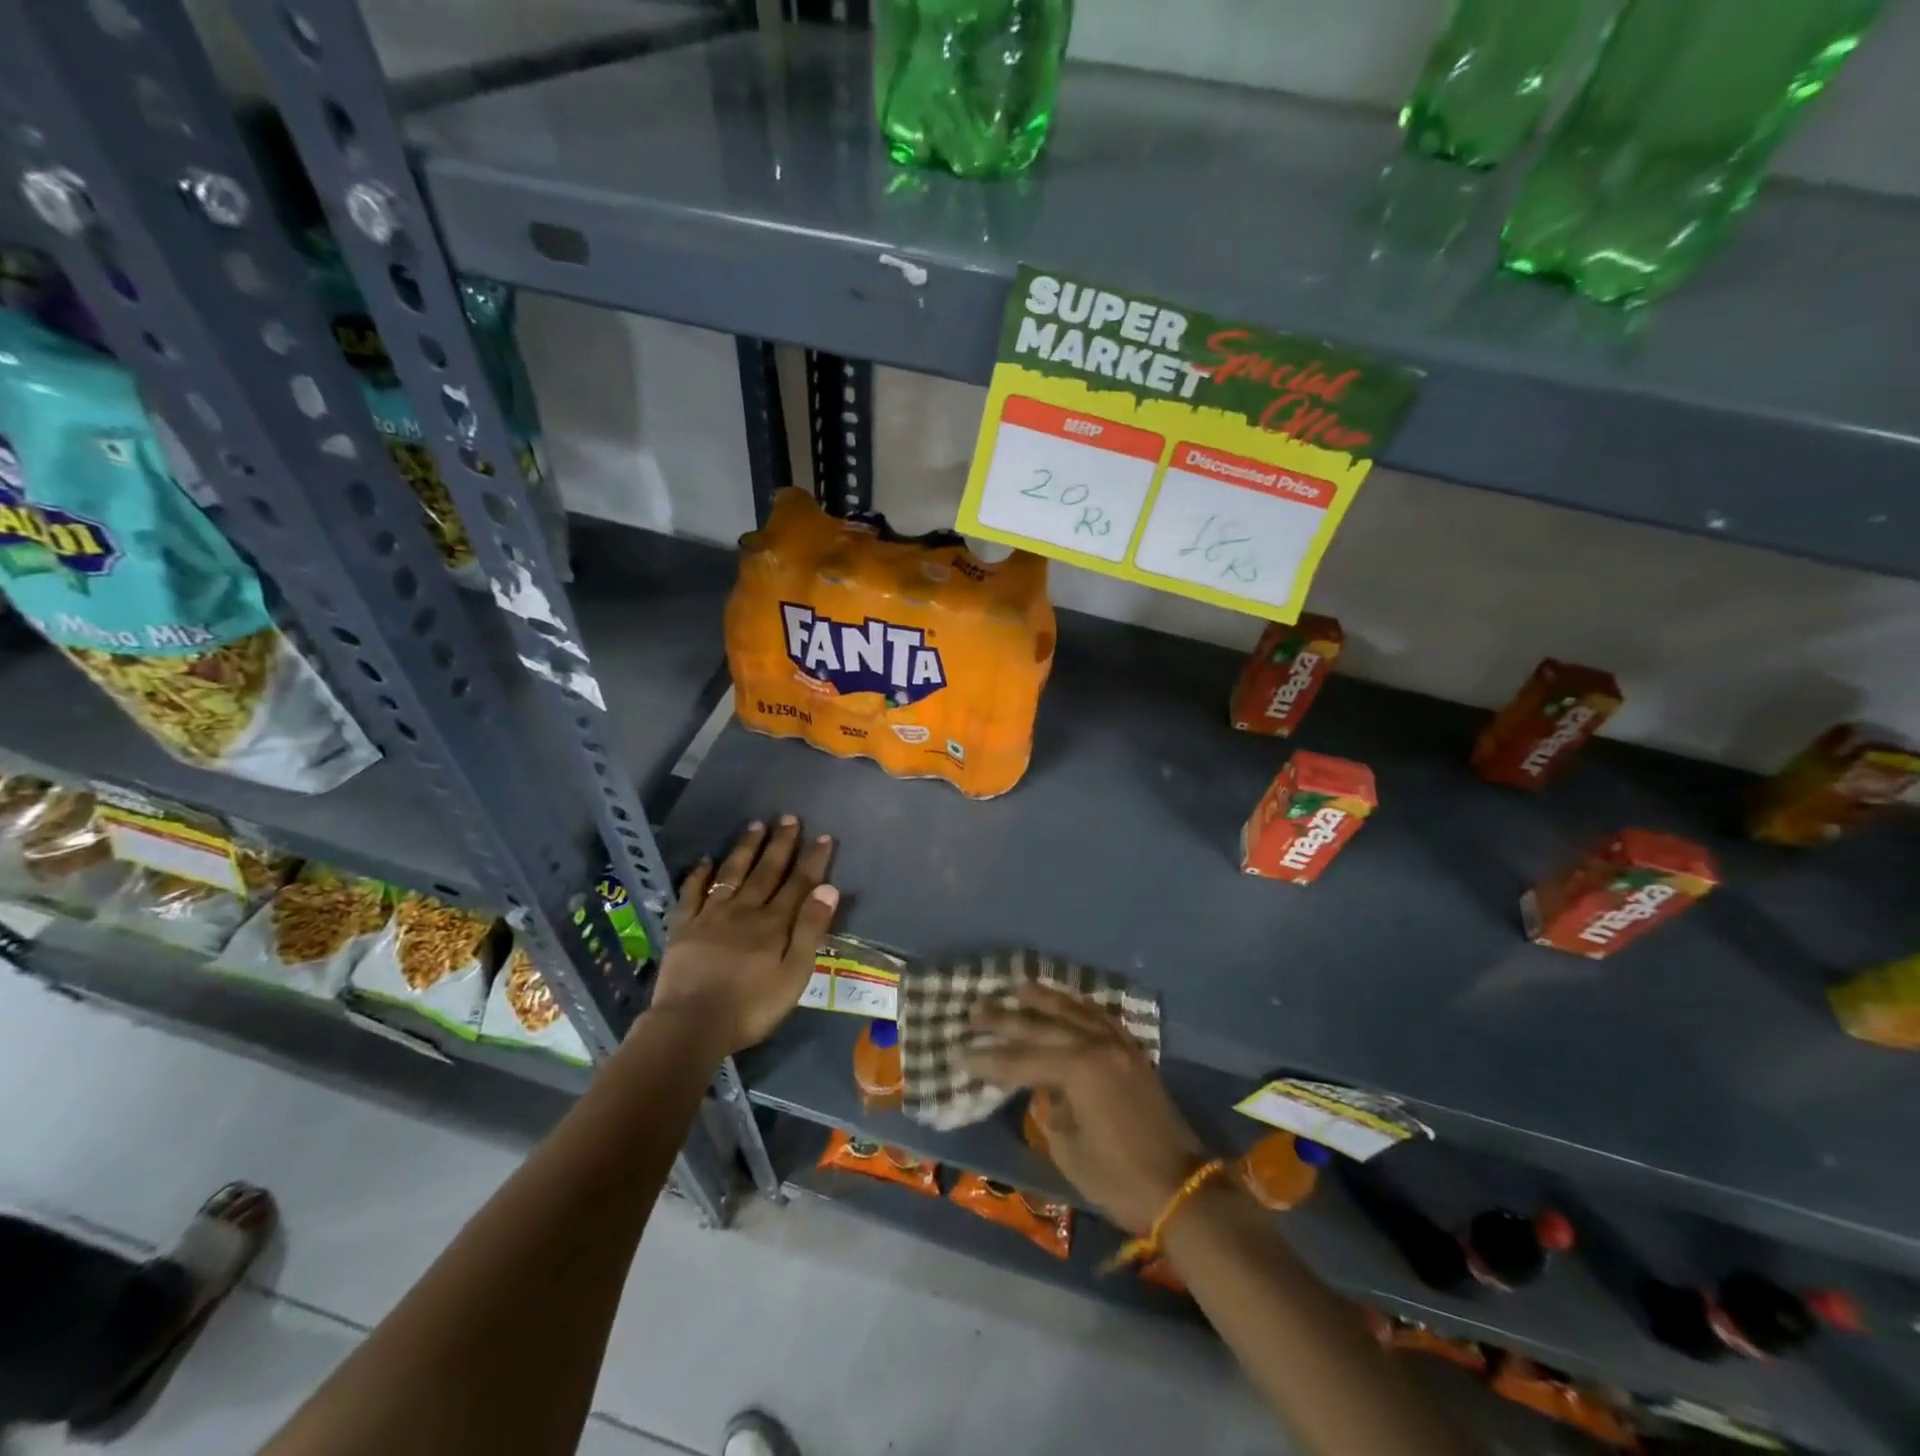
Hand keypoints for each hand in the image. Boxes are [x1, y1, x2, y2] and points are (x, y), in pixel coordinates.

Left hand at [650, 817, 838, 1054]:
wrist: (691, 1025)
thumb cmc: (751, 1007)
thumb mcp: (794, 975)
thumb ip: (811, 930)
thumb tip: (828, 888)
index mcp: (774, 924)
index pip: (798, 884)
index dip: (812, 860)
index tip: (823, 836)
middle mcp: (744, 910)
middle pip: (766, 871)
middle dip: (780, 844)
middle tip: (788, 817)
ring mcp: (711, 916)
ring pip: (732, 874)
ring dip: (745, 849)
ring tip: (755, 825)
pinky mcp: (683, 927)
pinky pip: (691, 893)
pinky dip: (699, 875)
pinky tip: (705, 860)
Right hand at [961, 983, 1205, 1233]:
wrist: (1180, 1189)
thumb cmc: (1119, 1178)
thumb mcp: (1069, 1151)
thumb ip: (1051, 1111)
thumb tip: (1047, 1090)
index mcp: (1077, 1070)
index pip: (1020, 1060)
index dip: (988, 1060)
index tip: (960, 1052)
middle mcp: (1096, 1047)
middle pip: (1044, 1027)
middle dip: (1007, 1019)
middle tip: (977, 1008)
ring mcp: (1119, 1047)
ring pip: (1075, 1012)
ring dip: (1045, 999)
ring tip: (1020, 985)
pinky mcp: (1133, 1055)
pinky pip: (1103, 1019)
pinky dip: (1082, 1007)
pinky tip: (1070, 1000)